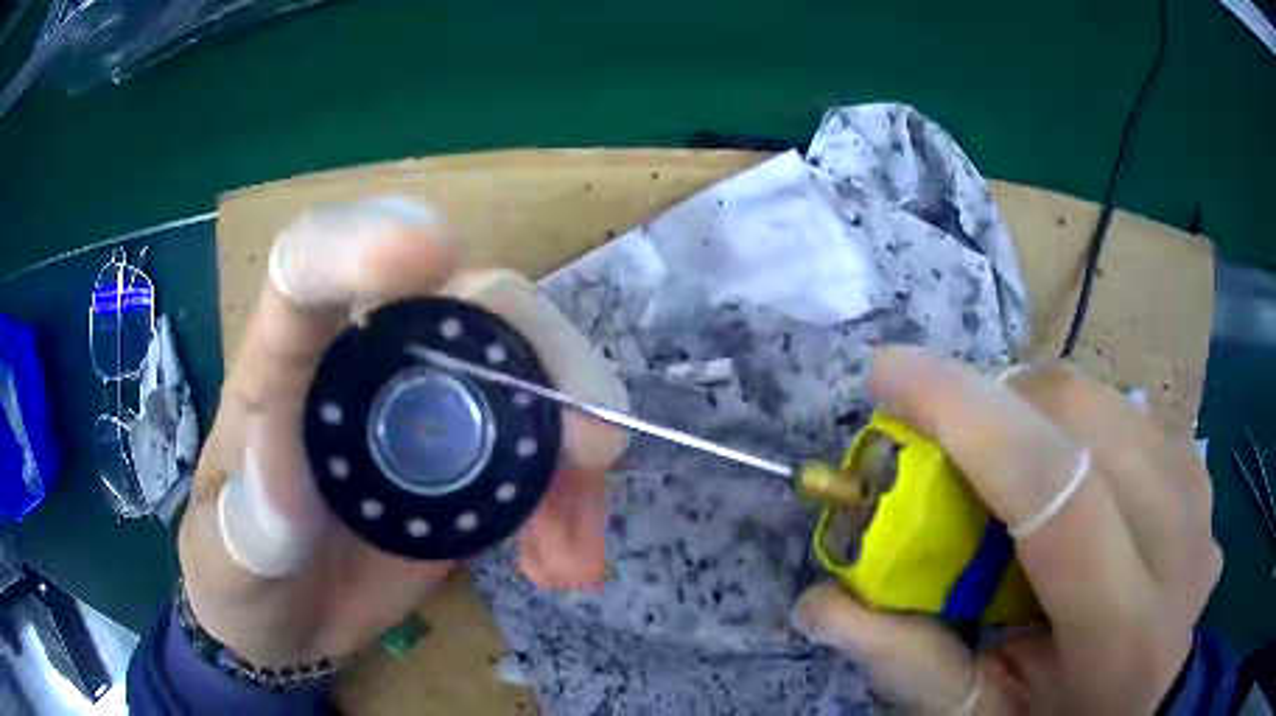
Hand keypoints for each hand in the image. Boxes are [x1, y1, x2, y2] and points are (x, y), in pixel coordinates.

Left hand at [179, 198, 610, 666]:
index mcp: (282, 367)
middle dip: (540, 353)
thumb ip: (244, 526)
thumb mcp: (224, 562)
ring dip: (574, 441)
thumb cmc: (237, 578)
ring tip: (574, 547)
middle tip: (591, 442)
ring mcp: (427, 409)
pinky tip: (565, 560)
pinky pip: (542, 447)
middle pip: (466, 300)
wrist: (284, 622)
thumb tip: (286, 483)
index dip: (360, 241)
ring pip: (526, 367)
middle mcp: (365, 364)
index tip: (431, 248)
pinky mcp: (469, 462)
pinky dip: (572, 497)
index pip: (307, 265)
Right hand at [794, 347, 1220, 713]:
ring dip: (1032, 411)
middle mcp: (1179, 542)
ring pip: (1101, 396)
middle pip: (1080, 417)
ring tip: (1005, 469)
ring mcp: (1199, 494)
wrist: (1149, 697)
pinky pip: (1124, 407)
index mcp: (1122, 630)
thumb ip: (910, 663)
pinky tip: (1067, 476)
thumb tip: (819, 601)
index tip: (888, 371)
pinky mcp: (1200, 467)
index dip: (968, 414)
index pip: (1054, 489)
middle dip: (994, 406)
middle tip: (944, 447)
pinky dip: (1074, 422)